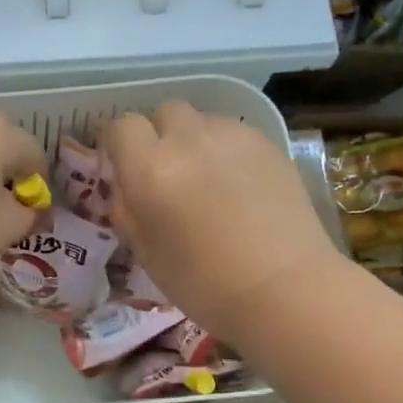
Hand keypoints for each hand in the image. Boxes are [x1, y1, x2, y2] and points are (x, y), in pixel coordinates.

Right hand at [101, 102, 337, 346]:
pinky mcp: (267, 143)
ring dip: (194, 141)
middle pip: (163, 113)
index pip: (120, 126)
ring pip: (201, 121)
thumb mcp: (145, 252)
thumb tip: (125, 185)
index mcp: (149, 168)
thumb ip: (126, 208)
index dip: (118, 144)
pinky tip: (238, 187)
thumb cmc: (203, 283)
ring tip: (206, 179)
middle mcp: (188, 139)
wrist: (284, 289)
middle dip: (158, 135)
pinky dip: (226, 151)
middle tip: (166, 173)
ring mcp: (232, 136)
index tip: (123, 167)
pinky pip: (234, 133)